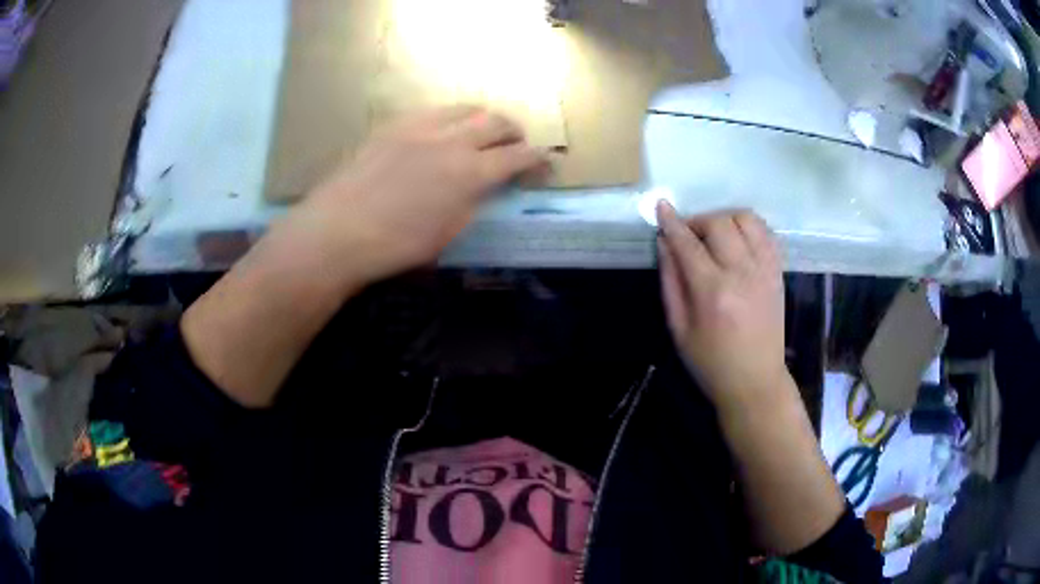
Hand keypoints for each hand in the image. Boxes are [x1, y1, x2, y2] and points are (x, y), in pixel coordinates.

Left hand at [290, 106, 548, 285]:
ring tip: (483, 130)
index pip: (518, 156)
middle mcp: (451, 141)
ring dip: (484, 117)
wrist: (336, 232)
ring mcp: (420, 127)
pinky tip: (442, 131)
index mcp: (470, 173)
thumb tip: (483, 187)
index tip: (545, 162)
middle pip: (496, 121)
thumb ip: (472, 203)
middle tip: (517, 143)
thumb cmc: (394, 247)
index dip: (537, 158)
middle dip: (515, 131)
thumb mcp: (447, 234)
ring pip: (466, 108)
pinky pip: (432, 111)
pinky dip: (450, 117)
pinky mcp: (393, 125)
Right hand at [656, 202, 791, 413]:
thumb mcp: (679, 329)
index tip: (661, 206)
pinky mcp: (777, 272)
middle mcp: (742, 273)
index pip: (688, 244)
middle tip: (689, 238)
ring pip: (746, 219)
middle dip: (698, 221)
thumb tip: (664, 242)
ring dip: (725, 219)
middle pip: (719, 223)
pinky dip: (749, 227)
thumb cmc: (710, 363)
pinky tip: (738, 241)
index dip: (672, 222)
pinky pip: (766, 232)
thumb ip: (670, 282)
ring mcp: (765, 270)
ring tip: (715, 237)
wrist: (755, 381)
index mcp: (713, 292)